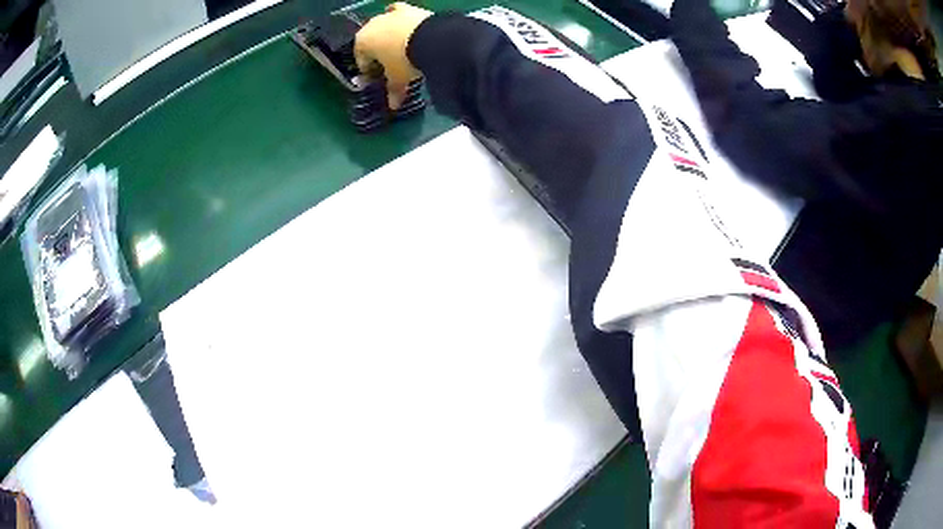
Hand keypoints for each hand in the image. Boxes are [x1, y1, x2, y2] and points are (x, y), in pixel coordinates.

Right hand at [354, 3, 432, 108]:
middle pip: (372, 42)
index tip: (379, 79)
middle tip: (391, 66)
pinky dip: (401, 20)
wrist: (432, 38)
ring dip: (389, 37)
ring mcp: (389, 14)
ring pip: (385, 27)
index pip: (361, 60)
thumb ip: (393, 91)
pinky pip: (400, 13)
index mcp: (361, 42)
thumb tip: (393, 106)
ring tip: (402, 50)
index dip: (370, 72)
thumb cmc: (405, 60)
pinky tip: (407, 27)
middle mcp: (371, 25)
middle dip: (378, 54)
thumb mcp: (398, 78)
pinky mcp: (407, 8)